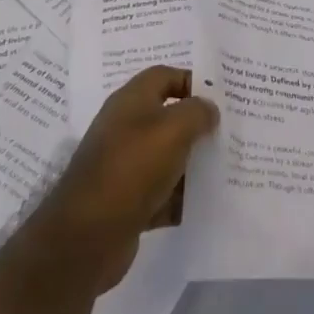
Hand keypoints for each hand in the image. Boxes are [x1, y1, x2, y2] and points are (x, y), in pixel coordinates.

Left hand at [24, 66, 217, 294]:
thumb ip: (198, 112)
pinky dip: (177, 197)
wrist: (86, 237)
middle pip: (167, 116)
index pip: (165, 76)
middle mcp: (124, 127)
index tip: (221, 97)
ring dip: (190, 162)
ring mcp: (122, 165)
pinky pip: (159, 192)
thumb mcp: (175, 129)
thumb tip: (208, 109)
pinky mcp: (124, 201)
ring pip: (165, 156)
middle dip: (196, 124)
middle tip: (227, 131)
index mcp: (131, 100)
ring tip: (222, 166)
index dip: (192, 81)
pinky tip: (201, 202)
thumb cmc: (133, 167)